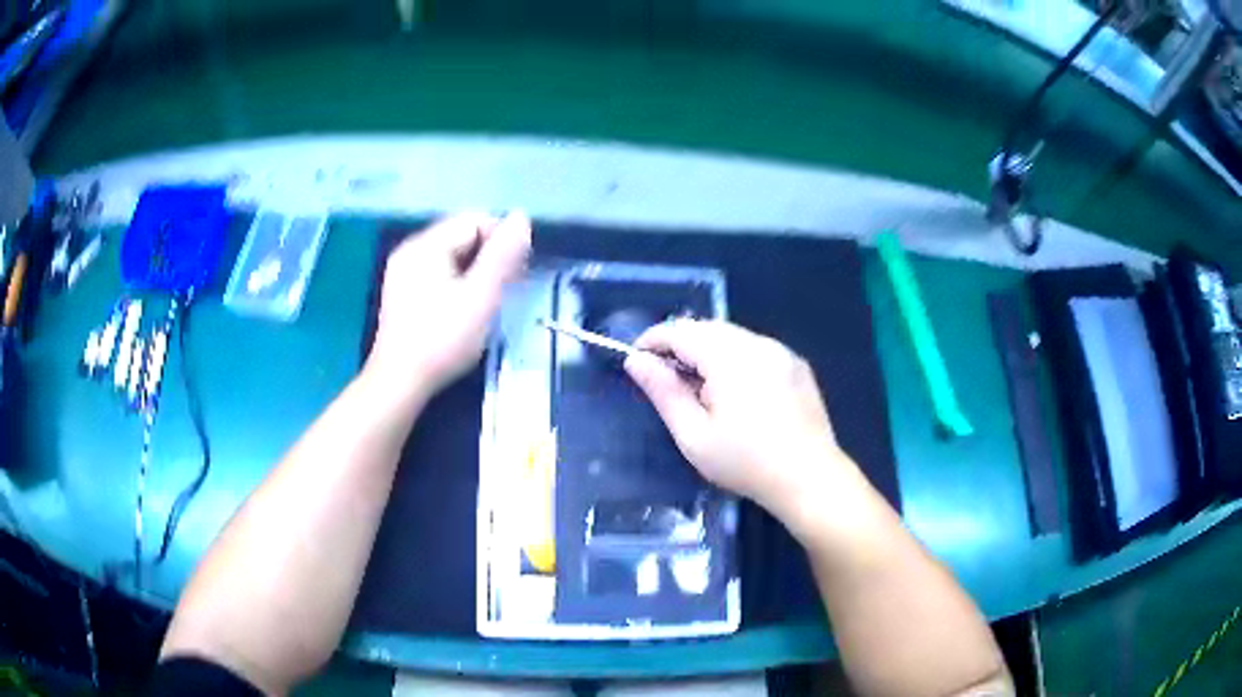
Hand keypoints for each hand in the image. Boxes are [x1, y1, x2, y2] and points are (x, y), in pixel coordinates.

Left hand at [367, 212, 530, 399]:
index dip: (502, 240)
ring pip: (451, 256)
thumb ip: (502, 255)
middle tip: (507, 289)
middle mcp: (411, 250)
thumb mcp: (480, 296)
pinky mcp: (403, 293)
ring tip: (488, 301)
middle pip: (462, 236)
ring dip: (476, 271)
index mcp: (426, 245)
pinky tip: (465, 309)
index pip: (475, 220)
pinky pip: (439, 273)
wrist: (399, 383)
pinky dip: (458, 283)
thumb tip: (521, 217)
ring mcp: (403, 272)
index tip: (518, 272)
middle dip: (489, 256)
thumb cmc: (442, 339)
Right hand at [624, 320, 849, 519]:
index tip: (636, 358)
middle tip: (665, 377)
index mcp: (730, 357)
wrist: (809, 478)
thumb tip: (635, 361)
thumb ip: (664, 392)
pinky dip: (734, 357)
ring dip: (707, 350)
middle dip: (680, 344)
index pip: (681, 331)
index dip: (653, 339)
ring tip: (699, 386)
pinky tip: (735, 390)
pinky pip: (755, 347)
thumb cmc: (746, 463)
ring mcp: (781, 351)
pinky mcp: (796, 364)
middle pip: (708, 327)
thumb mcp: (693, 435)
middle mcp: (758, 343)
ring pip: (732, 335)